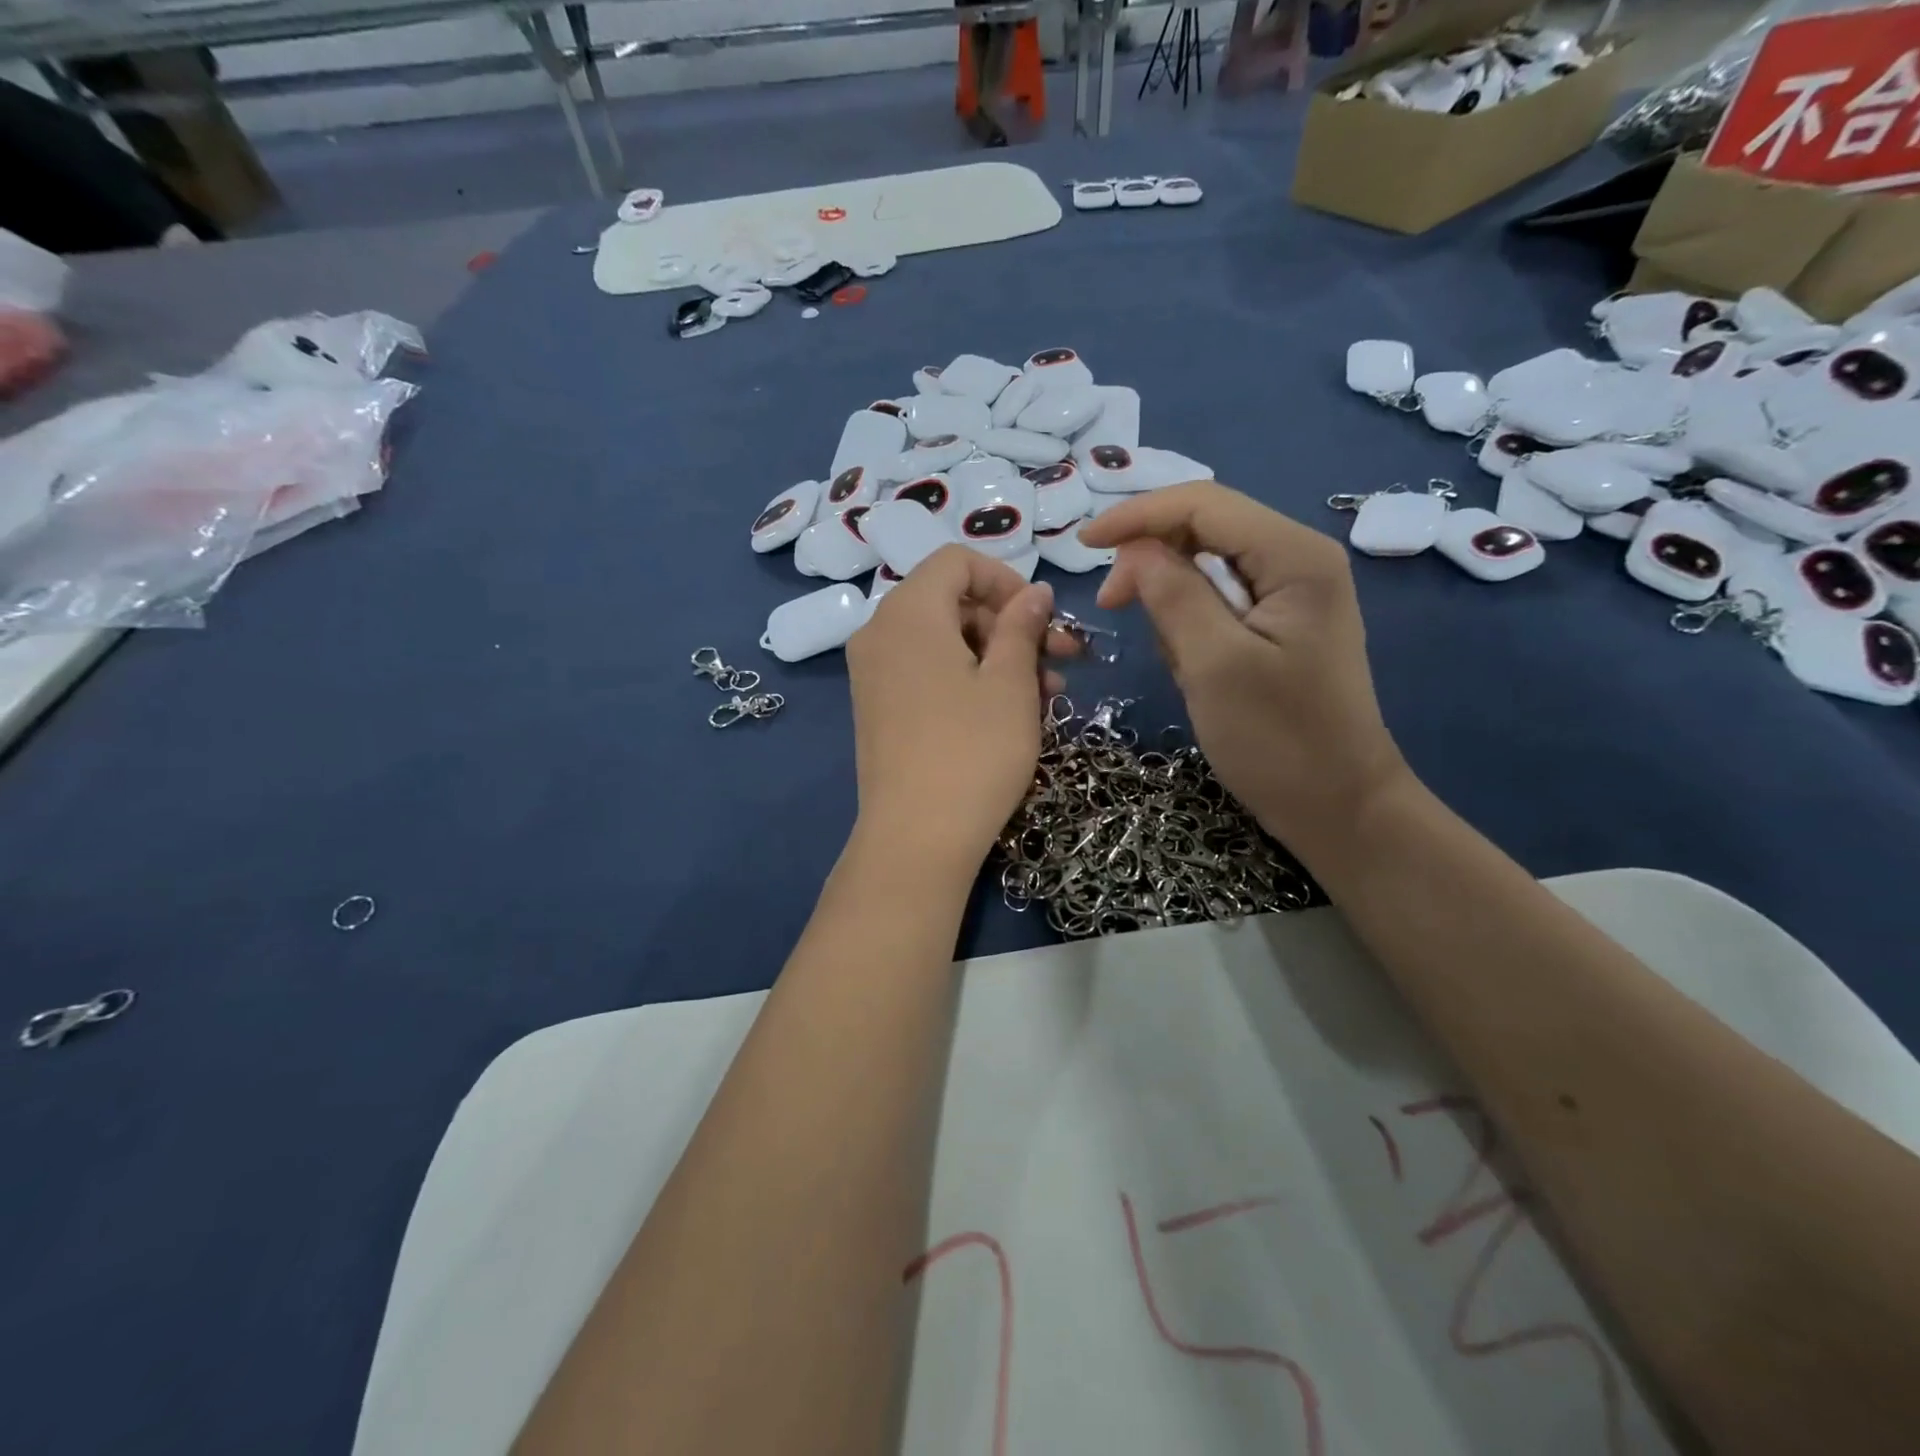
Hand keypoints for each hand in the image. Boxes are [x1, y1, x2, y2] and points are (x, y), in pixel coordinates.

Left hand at [846, 546, 1071, 870]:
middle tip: (1060, 662)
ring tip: (1047, 697)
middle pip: (952, 602)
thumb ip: (1022, 626)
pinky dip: (967, 679)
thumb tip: (1034, 593)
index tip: (1042, 619)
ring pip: (944, 642)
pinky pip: (926, 672)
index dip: (1006, 580)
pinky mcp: (877, 708)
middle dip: (1010, 625)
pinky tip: (1008, 713)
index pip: (957, 561)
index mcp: (908, 612)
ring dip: (998, 657)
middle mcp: (879, 632)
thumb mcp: (1011, 683)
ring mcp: (873, 674)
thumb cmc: (973, 751)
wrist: (916, 838)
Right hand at [1079, 482, 1408, 863]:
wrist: (1338, 807)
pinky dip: (1191, 626)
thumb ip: (1172, 594)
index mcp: (1294, 556)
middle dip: (1152, 560)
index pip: (1203, 504)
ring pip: (1207, 567)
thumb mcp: (1214, 665)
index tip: (1081, 546)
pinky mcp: (1280, 623)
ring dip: (1173, 603)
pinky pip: (1219, 602)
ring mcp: (1292, 592)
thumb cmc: (1278, 740)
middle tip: (1111, 606)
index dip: (1137, 515)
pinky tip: (1194, 668)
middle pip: (1205, 527)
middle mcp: (1298, 558)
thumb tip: (1133, 549)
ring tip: (1176, 662)